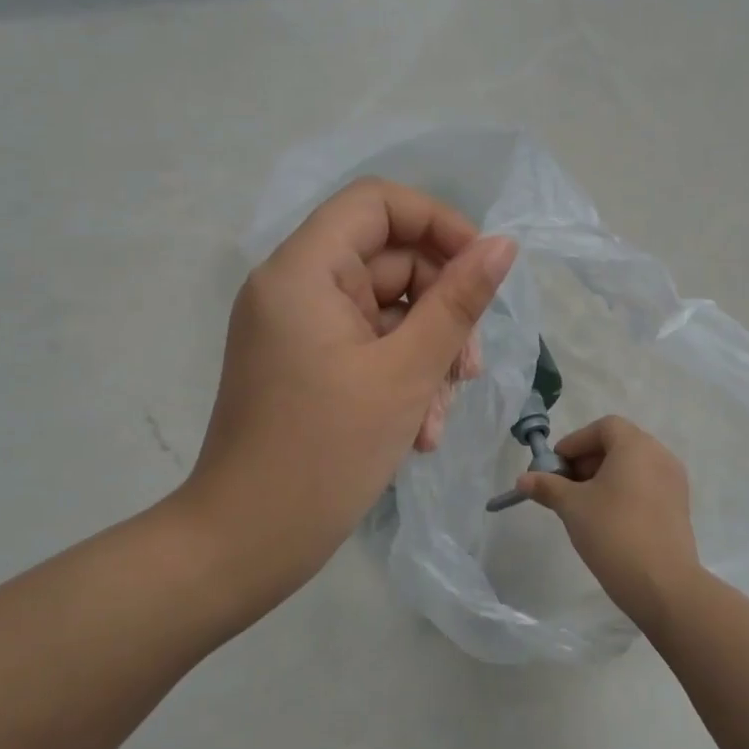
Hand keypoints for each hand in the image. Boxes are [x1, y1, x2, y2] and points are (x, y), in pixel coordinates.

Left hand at [178, 178, 515, 626]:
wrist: (245, 544)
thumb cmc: (326, 453)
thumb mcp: (407, 373)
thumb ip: (458, 301)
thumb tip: (502, 246)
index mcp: (303, 270)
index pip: (377, 203)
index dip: (438, 224)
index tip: (483, 269)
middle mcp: (293, 286)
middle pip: (388, 261)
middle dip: (440, 312)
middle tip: (469, 370)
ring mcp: (297, 327)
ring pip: (385, 311)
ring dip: (425, 355)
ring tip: (438, 416)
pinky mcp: (303, 363)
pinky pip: (365, 346)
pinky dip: (399, 376)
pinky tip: (419, 430)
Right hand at [519, 417, 704, 637]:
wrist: (663, 585)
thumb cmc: (613, 532)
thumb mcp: (572, 507)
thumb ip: (547, 487)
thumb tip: (523, 480)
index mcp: (636, 446)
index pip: (604, 427)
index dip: (576, 442)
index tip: (556, 466)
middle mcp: (660, 456)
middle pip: (619, 444)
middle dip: (588, 460)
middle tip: (565, 486)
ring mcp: (674, 483)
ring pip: (633, 467)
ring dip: (605, 477)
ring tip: (583, 505)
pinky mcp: (679, 508)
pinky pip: (646, 486)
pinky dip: (624, 491)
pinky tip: (607, 519)